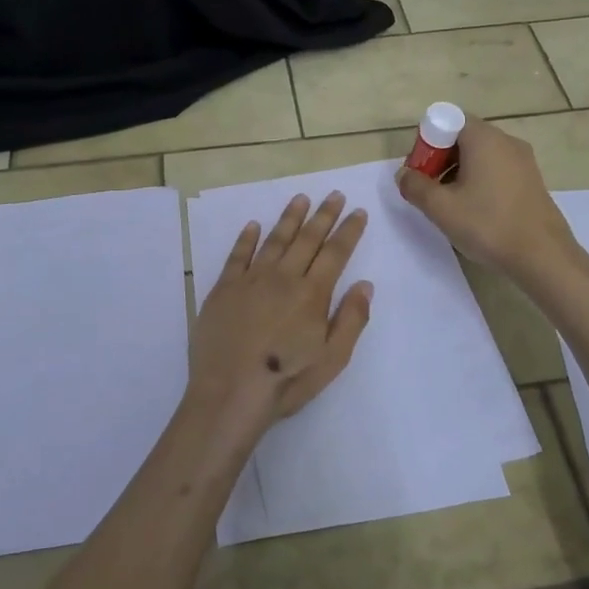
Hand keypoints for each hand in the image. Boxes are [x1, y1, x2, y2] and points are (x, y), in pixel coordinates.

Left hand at [187, 191, 371, 431]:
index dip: (349, 230)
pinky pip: (237, 255)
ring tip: (301, 199)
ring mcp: (250, 280)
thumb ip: (351, 319)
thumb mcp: (332, 360)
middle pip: (307, 239)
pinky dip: (246, 238)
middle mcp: (283, 278)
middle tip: (334, 195)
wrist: (228, 394)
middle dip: (324, 215)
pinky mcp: (224, 289)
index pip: (335, 253)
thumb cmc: (285, 381)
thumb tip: (365, 284)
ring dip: (289, 218)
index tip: (358, 212)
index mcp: (312, 294)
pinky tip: (253, 225)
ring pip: (274, 240)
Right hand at [396, 117, 580, 279]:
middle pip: (464, 137)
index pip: (448, 121)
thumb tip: (403, 174)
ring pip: (481, 155)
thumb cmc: (488, 225)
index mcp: (484, 139)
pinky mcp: (532, 180)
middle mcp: (506, 141)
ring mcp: (523, 160)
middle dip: (440, 159)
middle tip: (430, 190)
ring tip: (451, 204)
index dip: (427, 143)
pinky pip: (497, 169)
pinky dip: (480, 180)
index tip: (420, 172)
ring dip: (459, 172)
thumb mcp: (441, 208)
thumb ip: (415, 186)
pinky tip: (476, 210)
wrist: (543, 256)